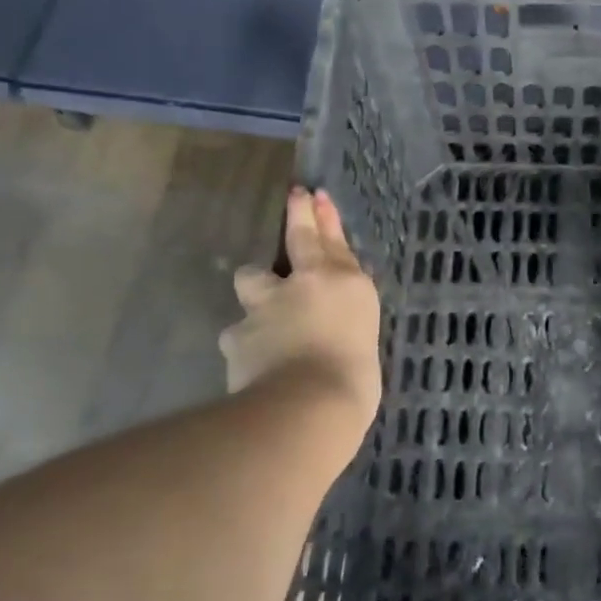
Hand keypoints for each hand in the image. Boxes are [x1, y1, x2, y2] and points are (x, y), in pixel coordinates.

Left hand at [220, 187, 381, 428]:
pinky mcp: (237, 333)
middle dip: (297, 216)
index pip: (334, 241)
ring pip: (252, 279)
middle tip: (295, 198)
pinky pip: (238, 331)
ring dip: (257, 288)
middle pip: (297, 238)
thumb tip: (331, 326)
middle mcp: (305, 283)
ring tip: (263, 307)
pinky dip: (245, 341)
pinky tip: (251, 359)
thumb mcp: (362, 343)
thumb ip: (344, 323)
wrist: (308, 406)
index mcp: (346, 284)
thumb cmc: (354, 381)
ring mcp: (267, 305)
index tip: (314, 194)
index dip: (324, 216)